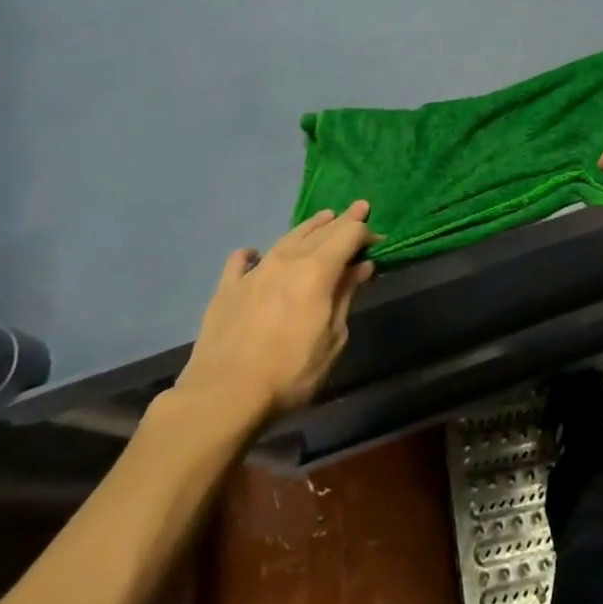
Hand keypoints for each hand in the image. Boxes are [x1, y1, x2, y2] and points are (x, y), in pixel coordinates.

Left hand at [174, 201, 375, 421]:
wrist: (224, 395)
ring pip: (286, 238)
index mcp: (317, 269)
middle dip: (343, 220)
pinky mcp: (227, 288)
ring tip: (322, 219)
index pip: (348, 235)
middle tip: (358, 208)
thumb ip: (345, 296)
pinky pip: (241, 261)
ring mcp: (254, 271)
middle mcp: (287, 259)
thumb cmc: (290, 371)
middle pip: (321, 231)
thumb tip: (360, 266)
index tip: (378, 238)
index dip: (365, 232)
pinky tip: (254, 253)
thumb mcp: (333, 338)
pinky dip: (252, 254)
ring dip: (308, 228)